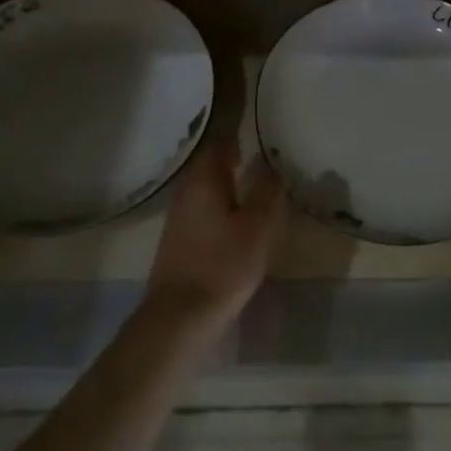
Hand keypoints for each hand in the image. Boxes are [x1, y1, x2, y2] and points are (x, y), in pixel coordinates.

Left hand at [145, 138, 284, 330]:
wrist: (179, 316)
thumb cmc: (222, 266)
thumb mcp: (257, 228)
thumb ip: (267, 193)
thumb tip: (273, 166)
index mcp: (204, 180)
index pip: (220, 145)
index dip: (239, 136)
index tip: (260, 133)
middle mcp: (186, 191)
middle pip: (210, 165)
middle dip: (233, 159)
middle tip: (261, 158)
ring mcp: (178, 217)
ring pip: (205, 188)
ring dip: (227, 183)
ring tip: (254, 185)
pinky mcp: (178, 240)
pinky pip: (202, 208)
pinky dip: (220, 204)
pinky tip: (236, 218)